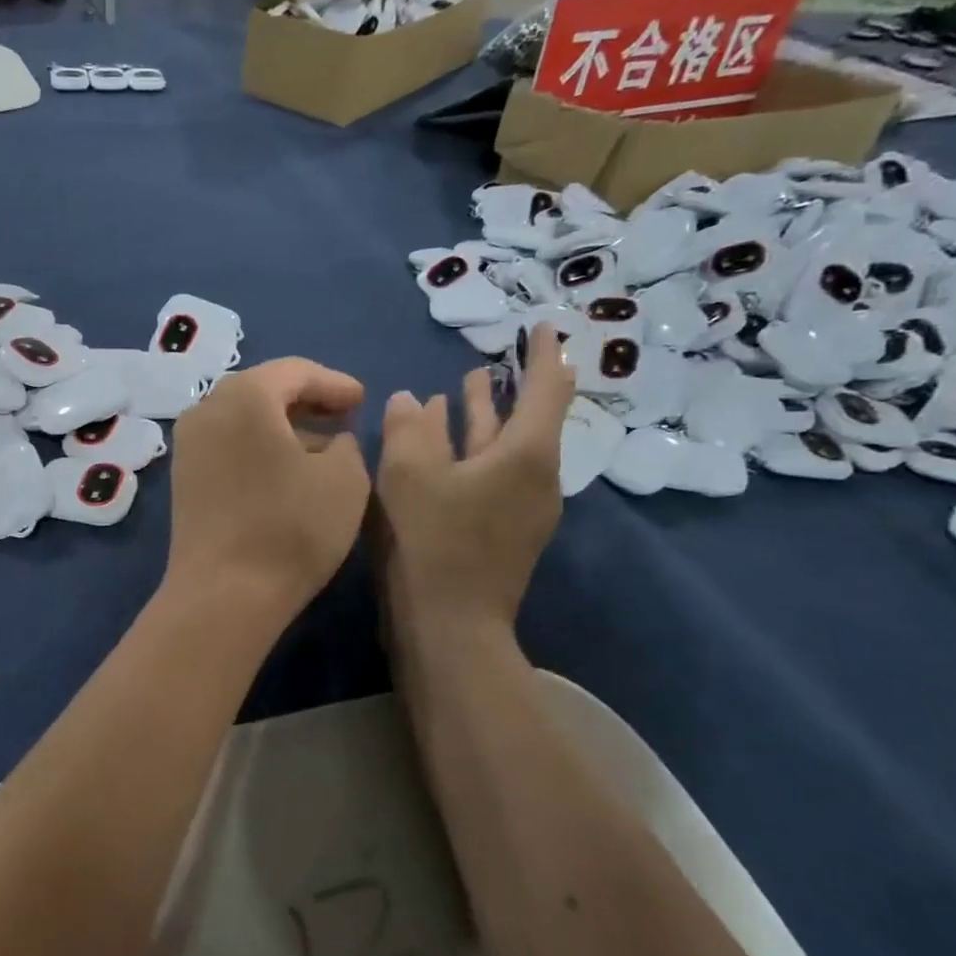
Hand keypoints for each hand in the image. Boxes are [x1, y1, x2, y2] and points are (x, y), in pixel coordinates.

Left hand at [165, 359, 369, 623]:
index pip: (295, 371)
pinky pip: (228, 445)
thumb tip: (331, 441)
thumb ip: (346, 444)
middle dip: (306, 400)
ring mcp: (189, 445)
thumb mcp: (345, 479)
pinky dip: (259, 447)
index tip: (362, 400)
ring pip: (243, 418)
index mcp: (245, 396)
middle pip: (263, 390)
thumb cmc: (291, 528)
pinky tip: (286, 471)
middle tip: (342, 415)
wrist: (224, 594)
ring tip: (320, 445)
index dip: (334, 383)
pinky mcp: (184, 479)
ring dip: (283, 426)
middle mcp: (207, 409)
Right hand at [375, 326, 574, 632]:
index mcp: (526, 455)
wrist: (448, 630)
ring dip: (484, 417)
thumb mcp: (409, 475)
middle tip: (493, 355)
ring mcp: (521, 509)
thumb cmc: (431, 544)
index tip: (542, 325)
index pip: (546, 388)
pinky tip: (442, 448)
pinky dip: (470, 453)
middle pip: (527, 419)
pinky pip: (491, 476)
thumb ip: (409, 428)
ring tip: (462, 387)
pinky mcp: (502, 533)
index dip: (543, 353)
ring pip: (505, 449)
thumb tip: (412, 399)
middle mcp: (536, 478)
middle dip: (509, 385)